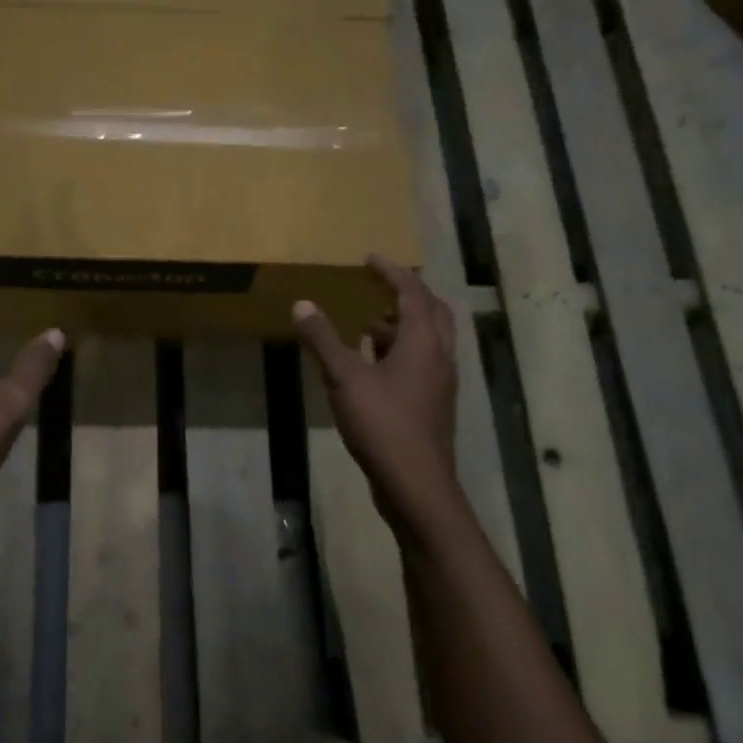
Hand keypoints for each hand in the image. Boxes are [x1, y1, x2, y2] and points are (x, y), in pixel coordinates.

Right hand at [293, 256, 464, 532]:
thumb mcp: (344, 379)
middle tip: (381, 285)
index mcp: (424, 342)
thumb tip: (302, 304)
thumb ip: (323, 340)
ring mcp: (440, 383)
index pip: (413, 292)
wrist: (416, 484)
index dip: (392, 272)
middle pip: (433, 312)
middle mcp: (440, 357)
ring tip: (369, 323)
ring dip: (404, 325)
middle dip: (408, 293)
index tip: (370, 259)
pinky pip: (422, 364)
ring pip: (430, 340)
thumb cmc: (382, 424)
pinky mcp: (433, 405)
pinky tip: (373, 366)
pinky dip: (401, 352)